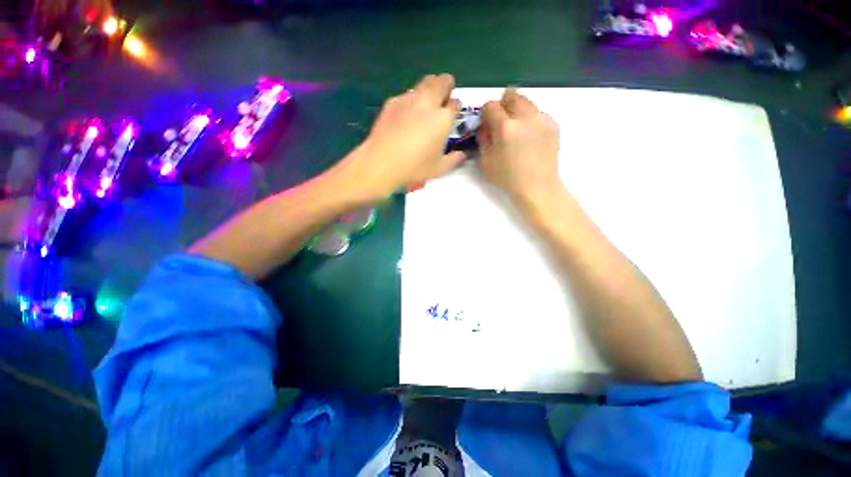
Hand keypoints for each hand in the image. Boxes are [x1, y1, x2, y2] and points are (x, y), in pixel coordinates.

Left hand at [342, 74, 465, 199]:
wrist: (382, 162)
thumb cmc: (414, 167)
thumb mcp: (439, 169)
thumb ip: (453, 160)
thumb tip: (462, 155)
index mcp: (443, 118)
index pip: (456, 103)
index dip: (456, 106)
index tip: (454, 113)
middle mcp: (428, 103)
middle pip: (441, 81)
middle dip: (446, 85)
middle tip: (443, 97)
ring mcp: (409, 99)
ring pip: (424, 82)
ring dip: (429, 88)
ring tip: (426, 103)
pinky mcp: (392, 101)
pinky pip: (407, 94)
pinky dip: (411, 99)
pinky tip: (406, 114)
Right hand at [478, 88, 561, 204]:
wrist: (537, 186)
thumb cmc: (507, 178)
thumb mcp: (485, 162)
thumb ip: (483, 139)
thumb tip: (485, 125)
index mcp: (505, 127)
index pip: (491, 105)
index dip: (486, 113)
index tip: (487, 123)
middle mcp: (525, 117)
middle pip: (511, 95)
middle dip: (503, 104)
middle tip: (501, 120)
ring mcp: (542, 119)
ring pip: (527, 101)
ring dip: (518, 110)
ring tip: (517, 130)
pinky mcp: (553, 124)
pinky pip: (538, 113)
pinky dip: (530, 119)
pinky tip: (530, 137)